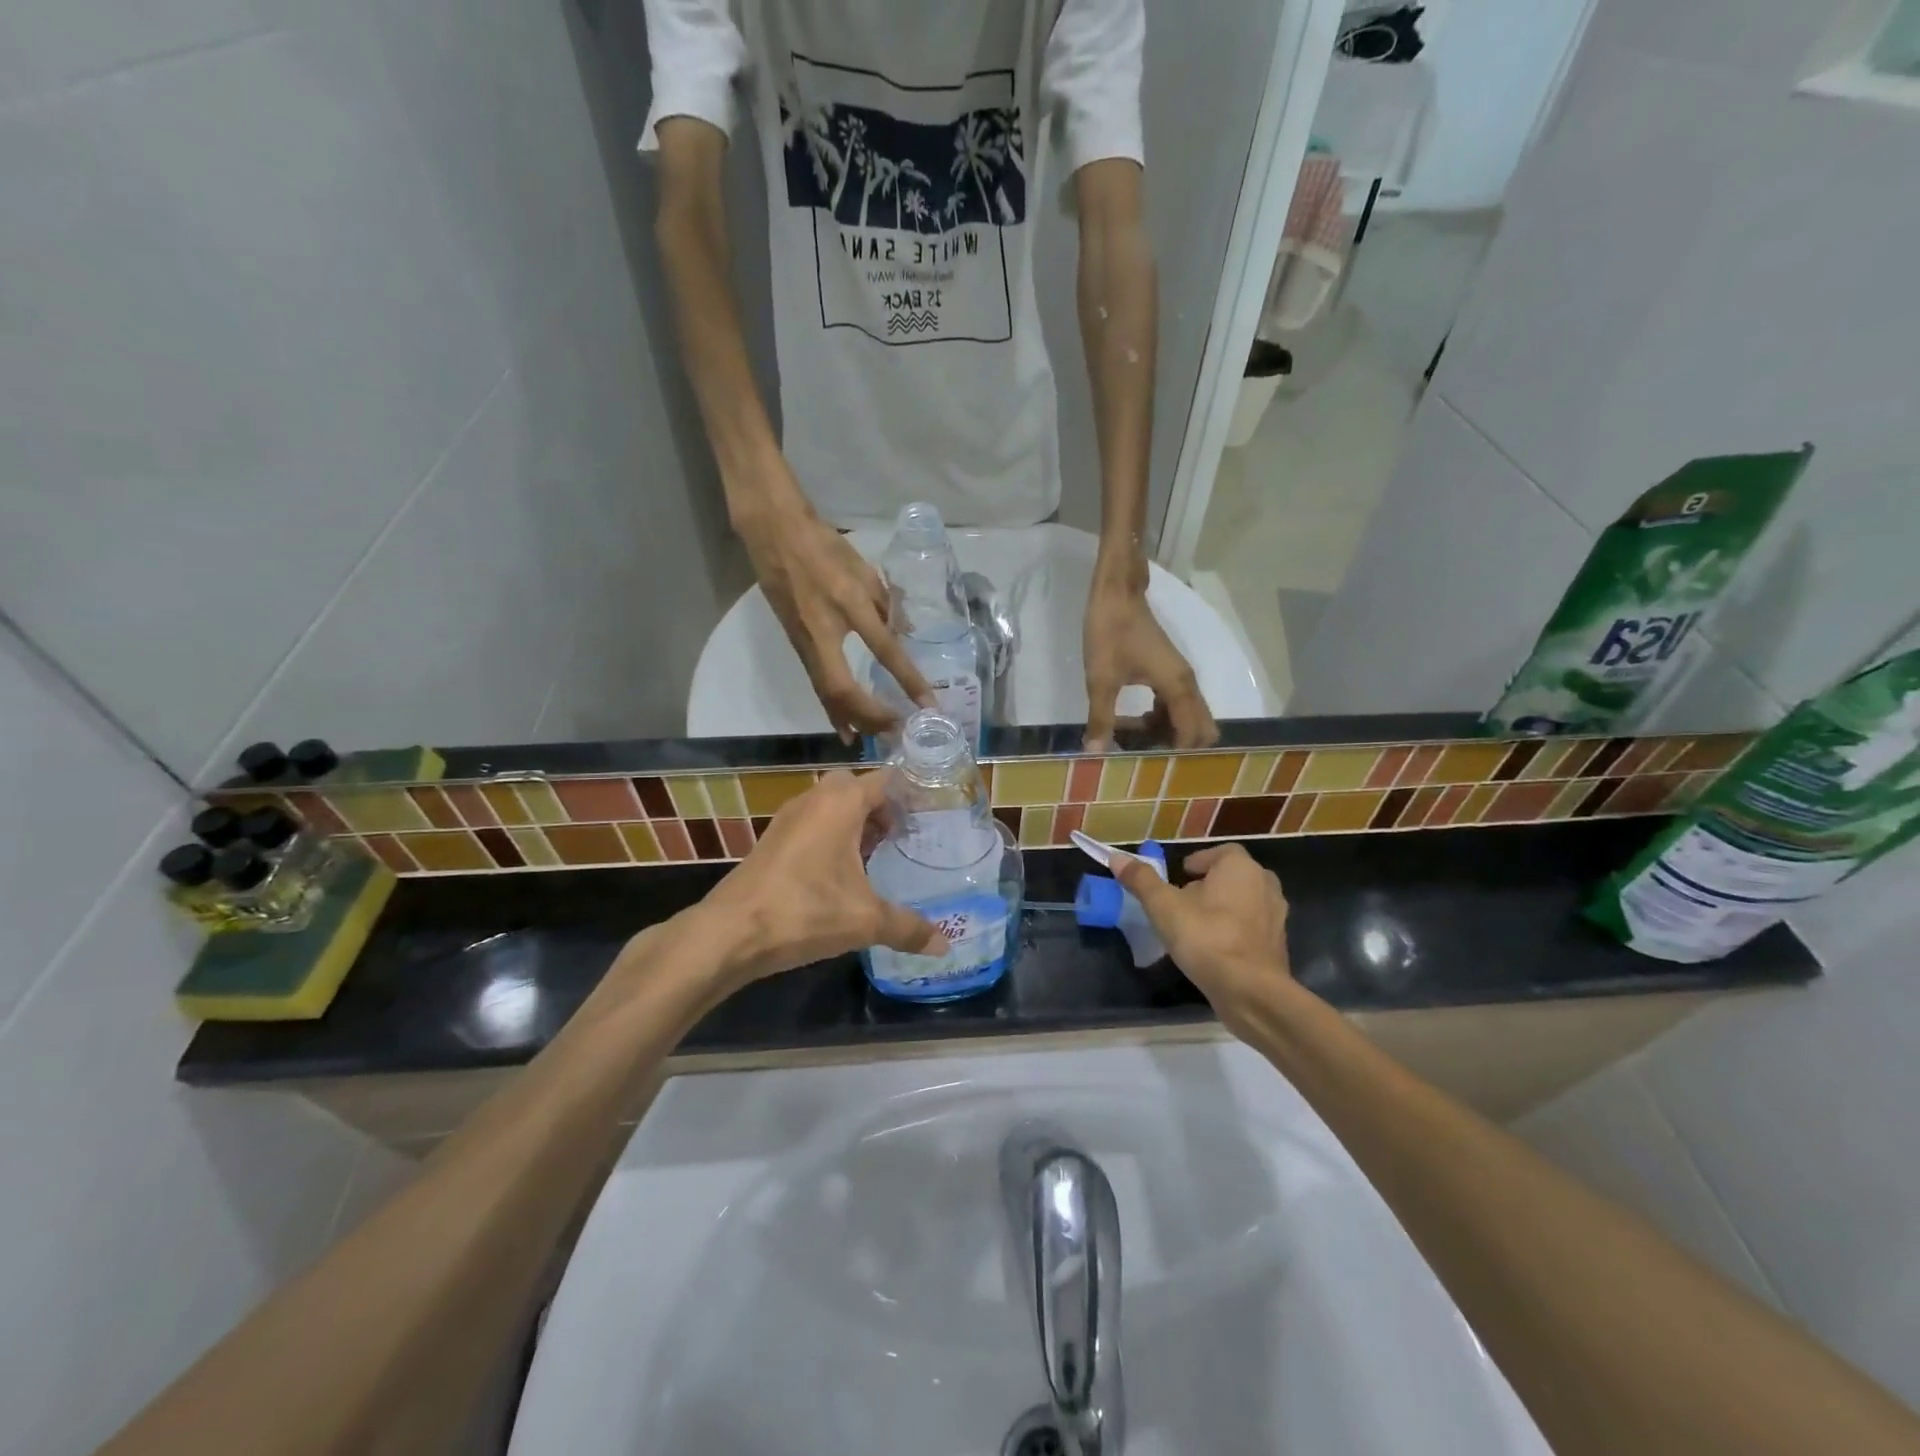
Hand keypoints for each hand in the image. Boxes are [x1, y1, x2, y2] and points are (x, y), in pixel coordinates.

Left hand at [687, 769, 944, 987]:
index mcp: (841, 803)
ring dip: (852, 821)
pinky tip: (841, 874)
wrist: (730, 933)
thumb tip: (944, 946)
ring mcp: (788, 819)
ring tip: (876, 855)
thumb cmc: (805, 912)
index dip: (909, 792)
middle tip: (900, 836)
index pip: (884, 779)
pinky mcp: (772, 840)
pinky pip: (811, 824)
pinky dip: (830, 836)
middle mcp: (814, 799)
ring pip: (829, 805)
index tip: (931, 812)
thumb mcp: (865, 921)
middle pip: (854, 786)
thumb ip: (908, 928)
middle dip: (879, 806)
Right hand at [737, 489, 933, 741]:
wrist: (774, 534)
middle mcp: (824, 632)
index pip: (885, 650)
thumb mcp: (864, 570)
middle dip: (871, 716)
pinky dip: (833, 709)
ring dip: (852, 719)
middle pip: (844, 689)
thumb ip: (886, 604)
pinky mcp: (796, 646)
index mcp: (848, 604)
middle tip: (897, 732)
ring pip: (827, 693)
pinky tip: (845, 726)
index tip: (928, 704)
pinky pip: (817, 685)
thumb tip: (905, 636)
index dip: (908, 680)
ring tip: (874, 740)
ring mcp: (805, 642)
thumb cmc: (824, 546)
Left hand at [1083, 571, 1218, 751]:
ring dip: (1165, 732)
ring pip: (1185, 716)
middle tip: (1144, 758)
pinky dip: (1159, 718)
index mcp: (1177, 688)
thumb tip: (1095, 753)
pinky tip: (1130, 724)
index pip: (1192, 734)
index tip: (1151, 770)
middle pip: (1199, 727)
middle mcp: (1187, 684)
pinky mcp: (1168, 671)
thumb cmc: (1111, 632)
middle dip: (1176, 747)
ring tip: (1130, 744)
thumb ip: (1102, 718)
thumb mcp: (1101, 679)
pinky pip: (1173, 704)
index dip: (1175, 756)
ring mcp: (1179, 676)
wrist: (1116, 592)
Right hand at [1113, 844, 1288, 1031]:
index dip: (1199, 861)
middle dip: (1210, 884)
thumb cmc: (1206, 937)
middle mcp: (1264, 884)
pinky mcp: (1278, 945)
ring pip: (1244, 902)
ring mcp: (1277, 916)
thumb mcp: (1163, 906)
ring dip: (1223, 908)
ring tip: (1196, 925)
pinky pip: (1252, 928)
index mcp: (1240, 867)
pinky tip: (1214, 949)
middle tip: (1184, 900)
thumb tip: (1117, 857)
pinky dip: (1235, 931)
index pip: (1221, 852)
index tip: (1180, 875)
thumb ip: (1142, 879)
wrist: (1251, 991)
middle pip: (1233, 876)